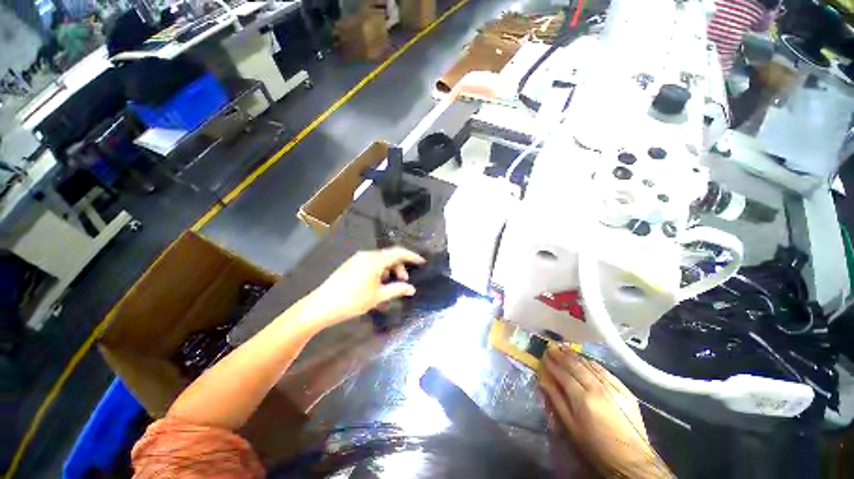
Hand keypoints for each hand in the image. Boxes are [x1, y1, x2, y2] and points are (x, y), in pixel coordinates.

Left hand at [300, 248, 424, 329]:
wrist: (321, 306)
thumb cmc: (352, 301)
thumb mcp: (378, 296)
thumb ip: (397, 290)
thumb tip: (412, 289)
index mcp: (375, 260)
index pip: (398, 253)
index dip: (411, 256)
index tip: (421, 262)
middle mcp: (367, 255)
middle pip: (389, 256)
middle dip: (400, 266)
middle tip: (404, 281)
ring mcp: (357, 259)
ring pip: (380, 260)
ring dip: (389, 269)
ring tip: (390, 284)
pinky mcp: (351, 265)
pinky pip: (371, 263)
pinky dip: (379, 270)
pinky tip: (378, 283)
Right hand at [539, 346, 671, 477]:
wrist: (631, 459)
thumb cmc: (595, 446)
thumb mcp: (571, 427)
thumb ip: (556, 401)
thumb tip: (544, 381)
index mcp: (582, 399)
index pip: (563, 374)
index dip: (552, 363)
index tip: (544, 355)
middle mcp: (597, 388)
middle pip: (576, 366)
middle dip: (562, 355)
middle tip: (552, 347)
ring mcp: (613, 387)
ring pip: (590, 365)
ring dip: (576, 356)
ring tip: (565, 349)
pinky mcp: (625, 390)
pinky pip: (605, 371)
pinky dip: (592, 363)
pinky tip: (586, 360)